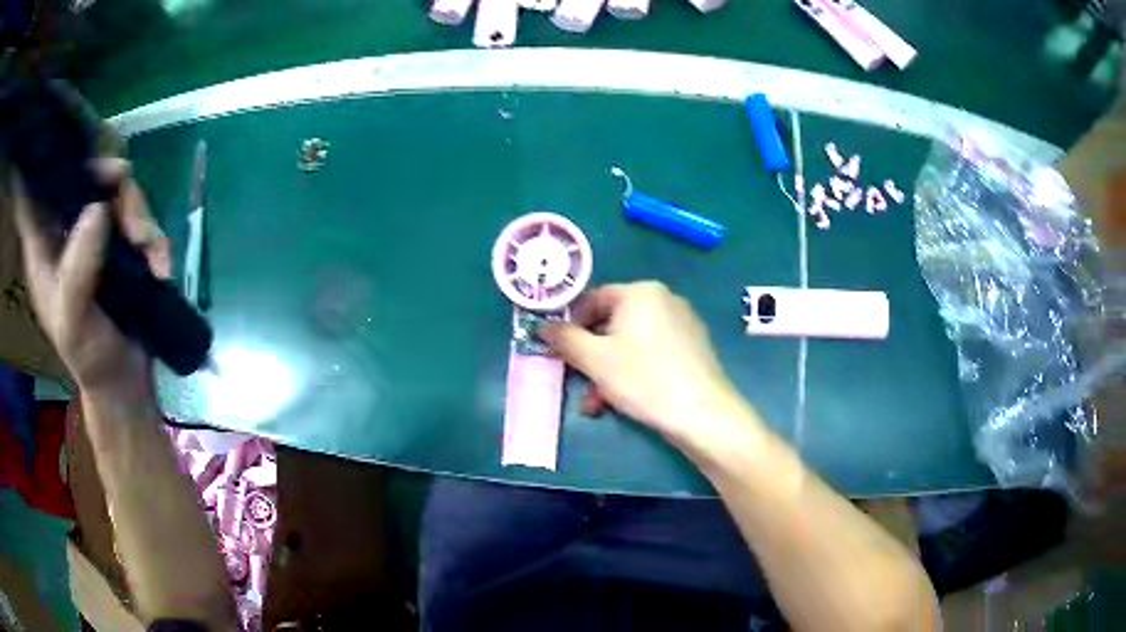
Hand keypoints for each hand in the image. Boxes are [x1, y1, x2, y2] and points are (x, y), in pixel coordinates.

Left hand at [11, 159, 170, 397]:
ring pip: (119, 191)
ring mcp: (97, 233)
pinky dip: (154, 238)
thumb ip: (78, 270)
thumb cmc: (88, 358)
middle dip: (111, 185)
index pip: (41, 190)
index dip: (55, 164)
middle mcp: (68, 230)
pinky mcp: (122, 241)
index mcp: (44, 247)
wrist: (124, 381)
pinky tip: (161, 267)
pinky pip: (142, 218)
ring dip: (140, 216)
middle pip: (87, 176)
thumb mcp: (73, 322)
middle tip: (128, 208)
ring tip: (150, 254)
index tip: (77, 161)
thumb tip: (99, 208)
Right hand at [540, 281, 753, 447]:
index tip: (561, 353)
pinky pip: (653, 353)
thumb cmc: (644, 378)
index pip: (594, 299)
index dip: (572, 325)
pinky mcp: (694, 347)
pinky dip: (634, 372)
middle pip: (613, 324)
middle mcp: (665, 299)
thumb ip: (565, 340)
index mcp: (641, 292)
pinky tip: (625, 400)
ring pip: (632, 343)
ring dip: (609, 371)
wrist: (702, 412)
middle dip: (592, 357)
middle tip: (579, 384)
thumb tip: (542, 327)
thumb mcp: (595, 360)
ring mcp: (683, 323)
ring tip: (598, 404)